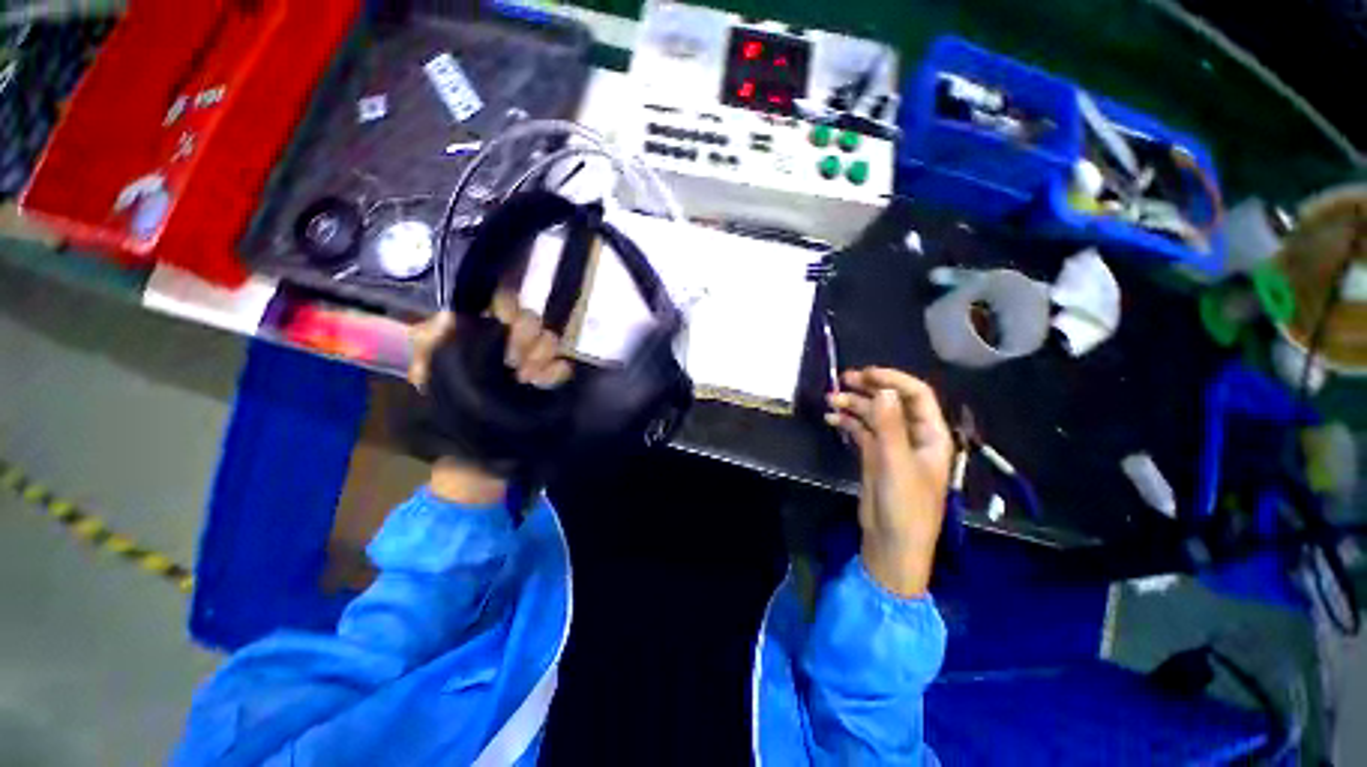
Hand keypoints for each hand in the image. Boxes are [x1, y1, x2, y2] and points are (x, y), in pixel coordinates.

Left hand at [407, 292, 574, 504]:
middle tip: (511, 361)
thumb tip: (449, 315)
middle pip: (531, 319)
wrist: (475, 455)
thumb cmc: (447, 413)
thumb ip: (429, 344)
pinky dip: (554, 374)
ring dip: (537, 357)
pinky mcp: (554, 383)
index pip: (503, 305)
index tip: (500, 325)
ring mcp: (536, 363)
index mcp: (484, 337)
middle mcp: (513, 345)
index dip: (505, 309)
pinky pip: (563, 367)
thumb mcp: (427, 377)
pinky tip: (540, 385)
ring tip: (524, 379)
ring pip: (550, 340)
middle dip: (522, 337)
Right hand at [825, 368, 952, 596]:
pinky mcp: (875, 456)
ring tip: (830, 400)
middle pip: (892, 402)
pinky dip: (847, 422)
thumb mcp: (896, 464)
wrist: (892, 543)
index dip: (893, 380)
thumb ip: (889, 426)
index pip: (916, 395)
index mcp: (931, 435)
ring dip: (853, 405)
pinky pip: (861, 431)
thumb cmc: (905, 506)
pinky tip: (831, 418)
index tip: (865, 374)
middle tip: (843, 380)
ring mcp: (892, 446)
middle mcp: (913, 436)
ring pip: (874, 415)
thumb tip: (883, 391)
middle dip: (869, 388)